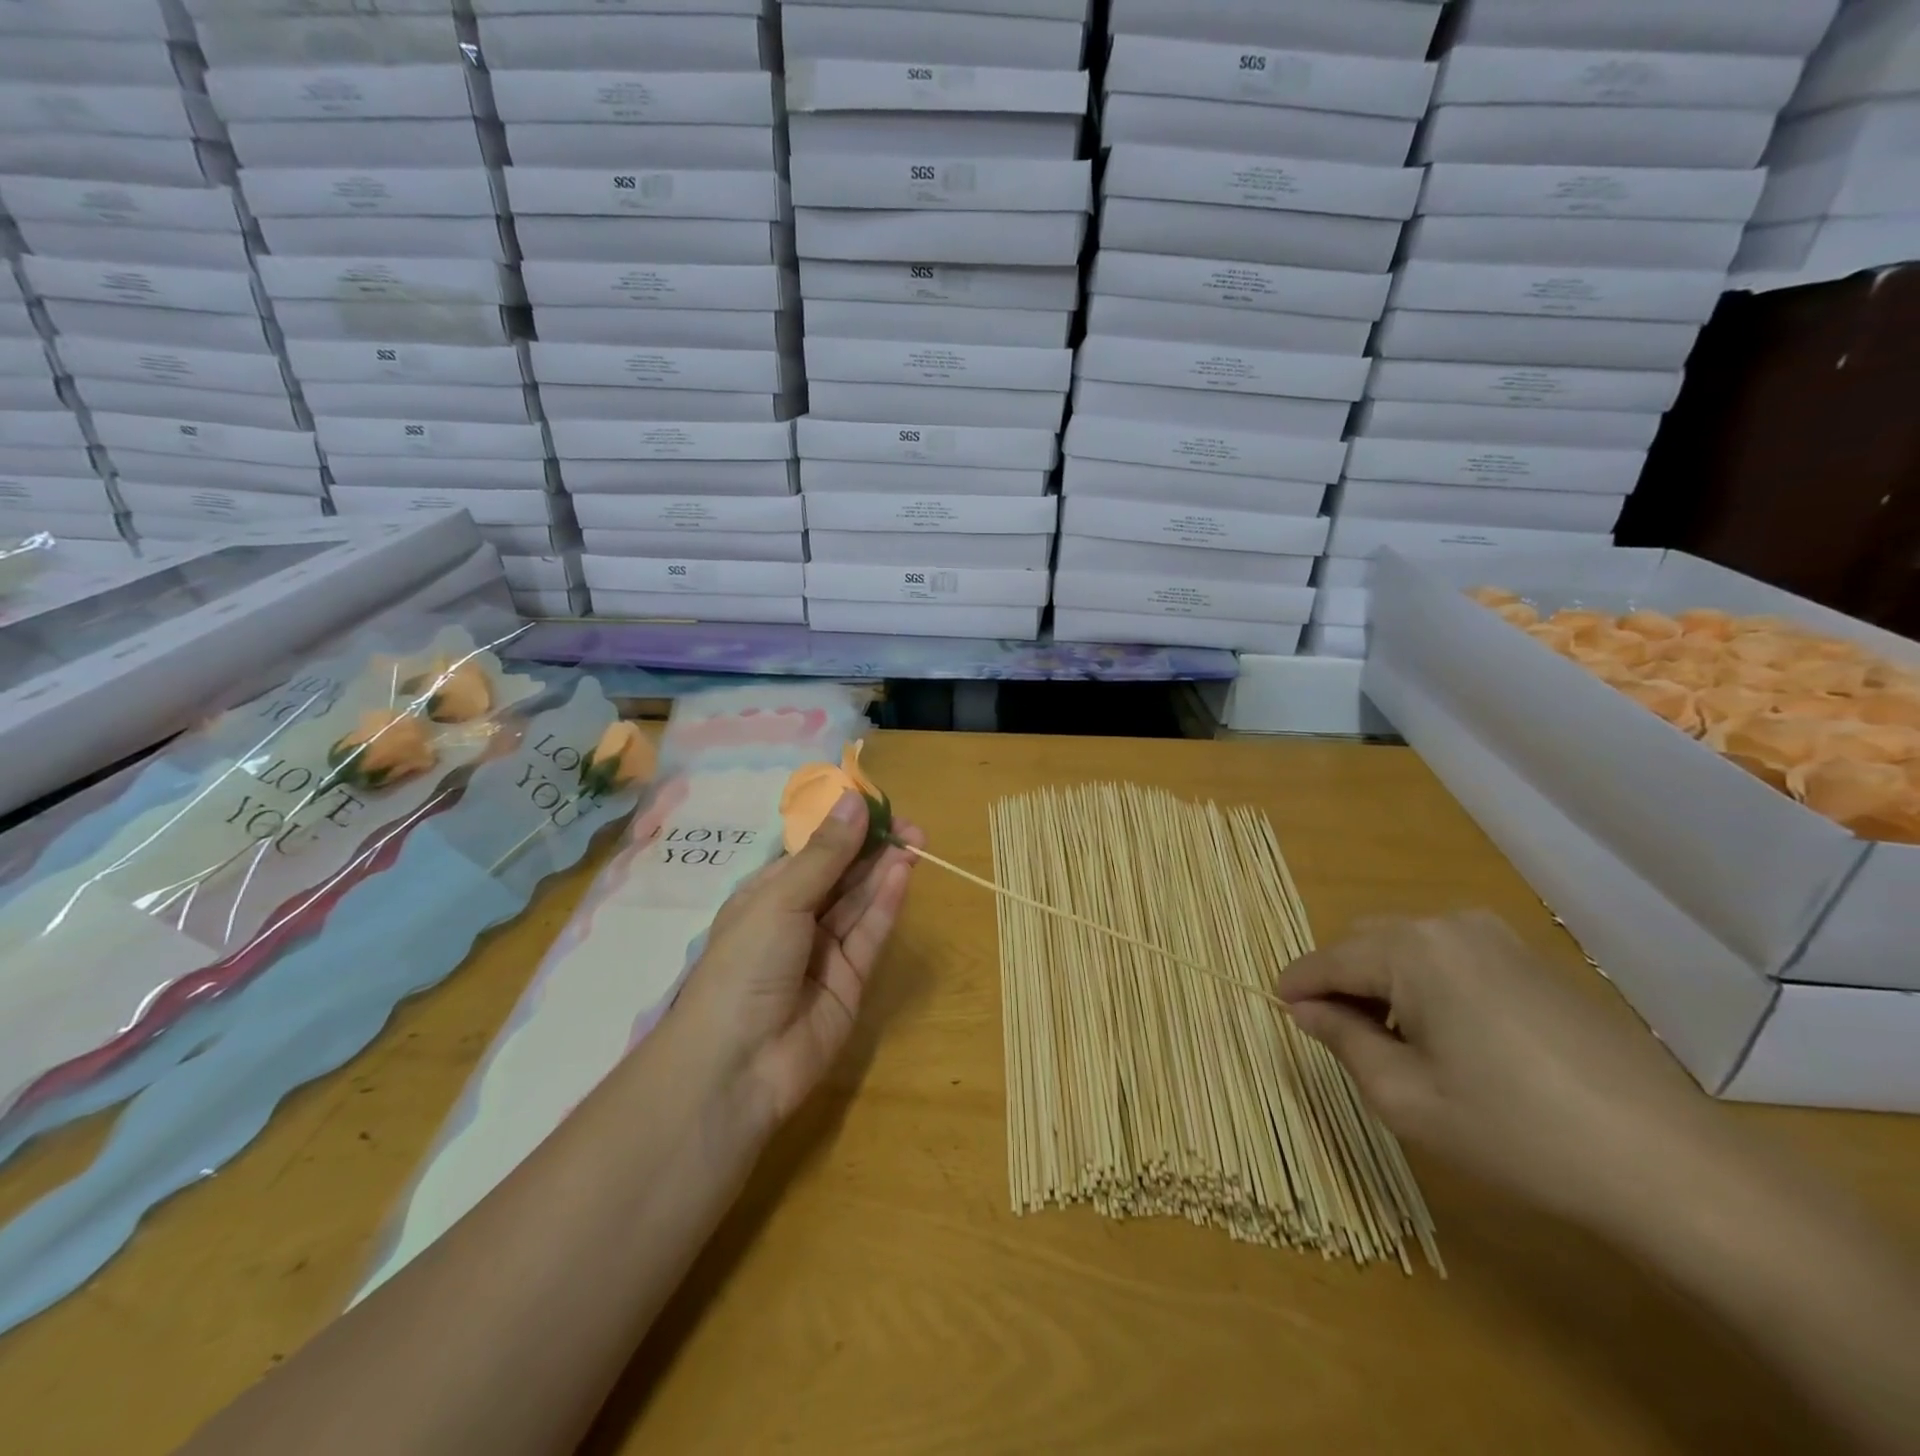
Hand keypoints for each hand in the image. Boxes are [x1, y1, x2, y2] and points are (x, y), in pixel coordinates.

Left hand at [671, 791, 922, 1127]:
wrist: (737, 1065)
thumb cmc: (745, 965)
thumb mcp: (781, 899)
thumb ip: (825, 854)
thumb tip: (854, 799)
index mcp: (767, 894)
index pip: (811, 851)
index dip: (843, 827)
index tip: (877, 804)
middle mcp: (797, 918)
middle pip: (841, 874)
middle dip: (872, 847)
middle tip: (909, 825)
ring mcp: (825, 951)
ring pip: (860, 902)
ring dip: (884, 871)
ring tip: (914, 841)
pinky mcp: (851, 980)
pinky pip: (870, 934)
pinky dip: (887, 904)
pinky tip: (903, 873)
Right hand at [1276, 911, 1717, 1233]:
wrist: (1672, 1166)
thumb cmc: (1518, 1133)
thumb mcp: (1407, 1098)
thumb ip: (1343, 1040)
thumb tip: (1306, 1009)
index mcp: (1413, 950)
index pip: (1330, 958)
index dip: (1298, 984)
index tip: (1277, 1005)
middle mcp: (1451, 926)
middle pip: (1368, 942)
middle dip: (1342, 981)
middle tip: (1337, 1034)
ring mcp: (1500, 939)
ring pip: (1410, 947)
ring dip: (1386, 982)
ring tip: (1394, 1041)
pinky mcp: (1536, 962)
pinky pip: (1454, 958)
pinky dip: (1429, 984)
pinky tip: (1451, 1038)